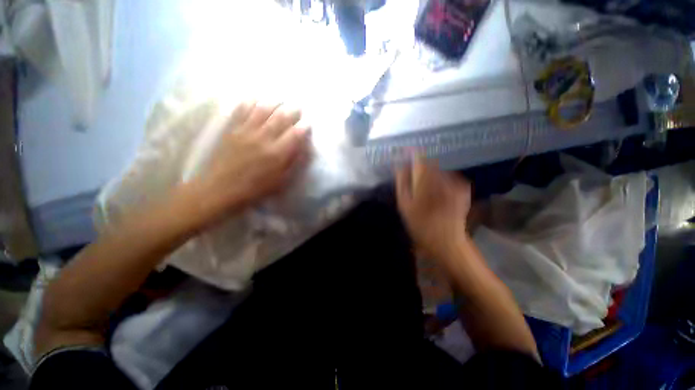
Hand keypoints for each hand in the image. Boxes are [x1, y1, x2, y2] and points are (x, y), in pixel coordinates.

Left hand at [193, 101, 310, 222]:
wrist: (221, 189)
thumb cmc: (256, 188)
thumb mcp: (281, 181)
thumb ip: (294, 163)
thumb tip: (305, 149)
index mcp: (277, 154)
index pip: (295, 135)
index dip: (304, 127)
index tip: (308, 123)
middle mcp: (263, 139)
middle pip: (280, 119)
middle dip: (292, 110)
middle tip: (298, 106)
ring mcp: (246, 132)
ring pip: (262, 110)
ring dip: (273, 102)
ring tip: (280, 98)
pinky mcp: (232, 130)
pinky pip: (241, 111)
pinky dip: (249, 102)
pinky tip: (254, 97)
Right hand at [395, 158, 471, 259]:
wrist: (446, 241)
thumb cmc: (420, 224)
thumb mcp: (404, 204)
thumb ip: (402, 182)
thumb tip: (400, 165)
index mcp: (425, 180)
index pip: (419, 157)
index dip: (412, 153)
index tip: (406, 153)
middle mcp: (442, 177)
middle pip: (430, 162)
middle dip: (421, 165)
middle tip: (413, 175)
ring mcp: (455, 182)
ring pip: (440, 169)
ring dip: (431, 173)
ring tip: (425, 187)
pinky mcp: (464, 188)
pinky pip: (449, 177)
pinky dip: (442, 180)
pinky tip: (438, 192)